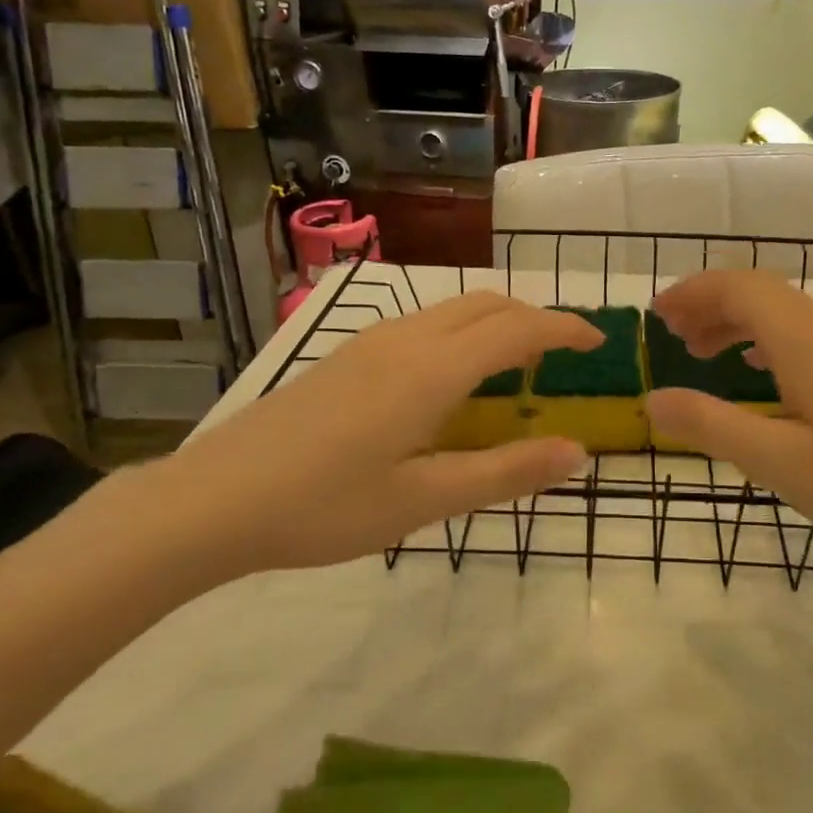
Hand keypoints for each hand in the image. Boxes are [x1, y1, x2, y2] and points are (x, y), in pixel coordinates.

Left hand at [145, 293, 599, 582]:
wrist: (212, 500)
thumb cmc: (324, 507)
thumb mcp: (423, 501)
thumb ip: (505, 474)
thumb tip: (578, 453)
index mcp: (431, 370)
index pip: (517, 329)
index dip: (565, 328)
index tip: (600, 341)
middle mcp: (404, 339)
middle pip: (487, 304)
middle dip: (534, 318)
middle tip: (564, 355)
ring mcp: (368, 343)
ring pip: (451, 310)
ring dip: (495, 323)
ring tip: (516, 366)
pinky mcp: (344, 356)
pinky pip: (422, 325)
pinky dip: (460, 334)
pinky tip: (451, 379)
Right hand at [646, 271, 812, 572]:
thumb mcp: (777, 461)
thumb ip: (709, 425)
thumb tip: (652, 400)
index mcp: (804, 338)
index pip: (737, 287)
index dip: (692, 292)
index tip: (655, 315)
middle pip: (759, 293)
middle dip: (709, 306)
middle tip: (671, 337)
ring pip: (784, 313)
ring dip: (738, 323)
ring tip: (703, 354)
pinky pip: (806, 334)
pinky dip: (768, 340)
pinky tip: (761, 372)